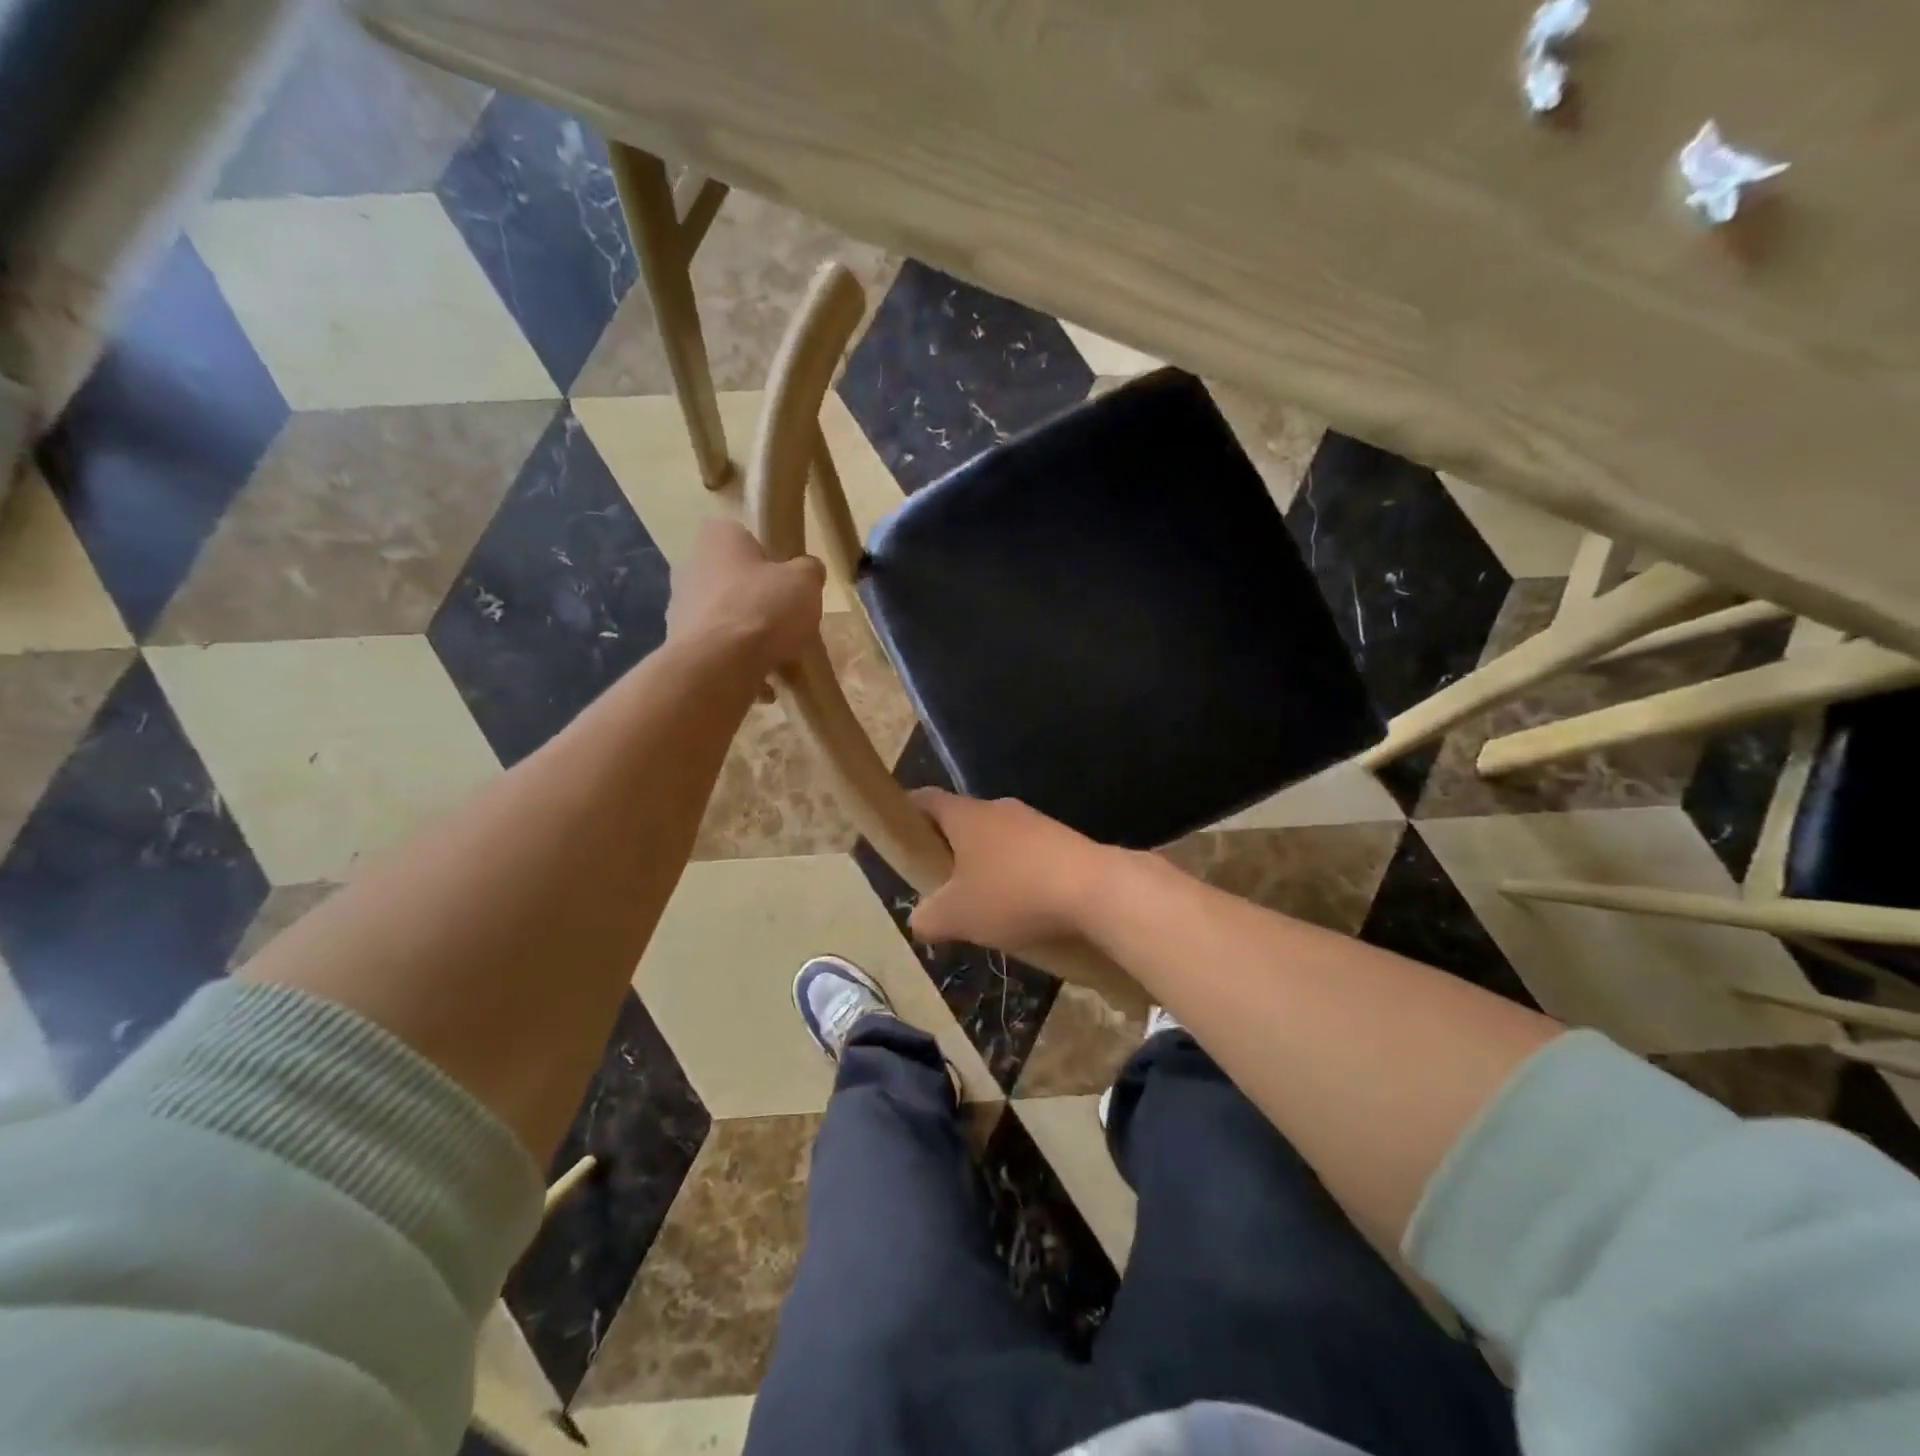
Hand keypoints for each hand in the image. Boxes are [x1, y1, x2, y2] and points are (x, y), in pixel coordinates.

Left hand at [666, 519, 825, 675]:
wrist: (718, 666)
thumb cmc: (763, 609)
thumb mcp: (805, 582)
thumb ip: (809, 570)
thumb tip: (807, 571)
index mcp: (718, 538)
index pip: (742, 536)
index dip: (767, 557)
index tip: (786, 579)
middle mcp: (691, 566)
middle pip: (732, 579)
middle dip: (757, 600)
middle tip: (785, 620)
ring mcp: (680, 608)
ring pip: (724, 617)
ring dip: (746, 634)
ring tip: (777, 657)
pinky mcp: (679, 646)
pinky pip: (717, 651)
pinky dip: (737, 663)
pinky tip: (762, 683)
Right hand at [909, 788, 1115, 952]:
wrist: (1096, 890)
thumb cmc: (1013, 894)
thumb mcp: (957, 916)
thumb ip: (928, 917)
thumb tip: (919, 919)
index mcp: (967, 816)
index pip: (927, 799)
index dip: (908, 811)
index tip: (898, 830)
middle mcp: (999, 809)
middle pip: (963, 821)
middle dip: (950, 849)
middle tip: (940, 883)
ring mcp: (1035, 822)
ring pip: (998, 839)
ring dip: (987, 865)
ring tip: (984, 904)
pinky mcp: (1064, 841)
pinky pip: (1028, 854)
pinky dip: (1018, 875)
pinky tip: (1024, 907)